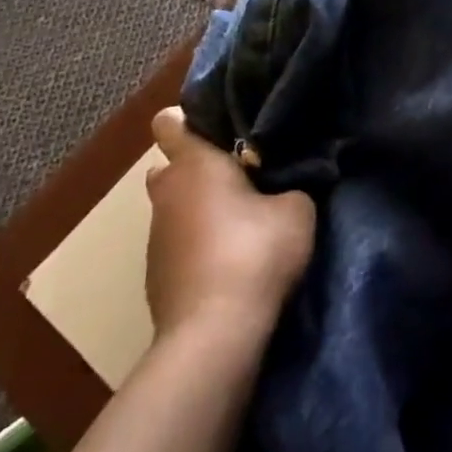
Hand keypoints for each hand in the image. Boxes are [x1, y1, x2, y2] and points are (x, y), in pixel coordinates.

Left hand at [144, 108, 314, 340]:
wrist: (214, 333)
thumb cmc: (255, 253)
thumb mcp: (297, 210)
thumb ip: (290, 187)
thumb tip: (284, 187)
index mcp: (193, 163)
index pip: (169, 121)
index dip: (191, 119)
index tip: (223, 130)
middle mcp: (165, 193)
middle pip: (170, 167)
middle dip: (198, 170)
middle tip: (238, 180)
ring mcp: (154, 238)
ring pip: (174, 209)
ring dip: (198, 212)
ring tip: (238, 228)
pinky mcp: (155, 276)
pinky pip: (177, 247)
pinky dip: (196, 248)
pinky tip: (227, 266)